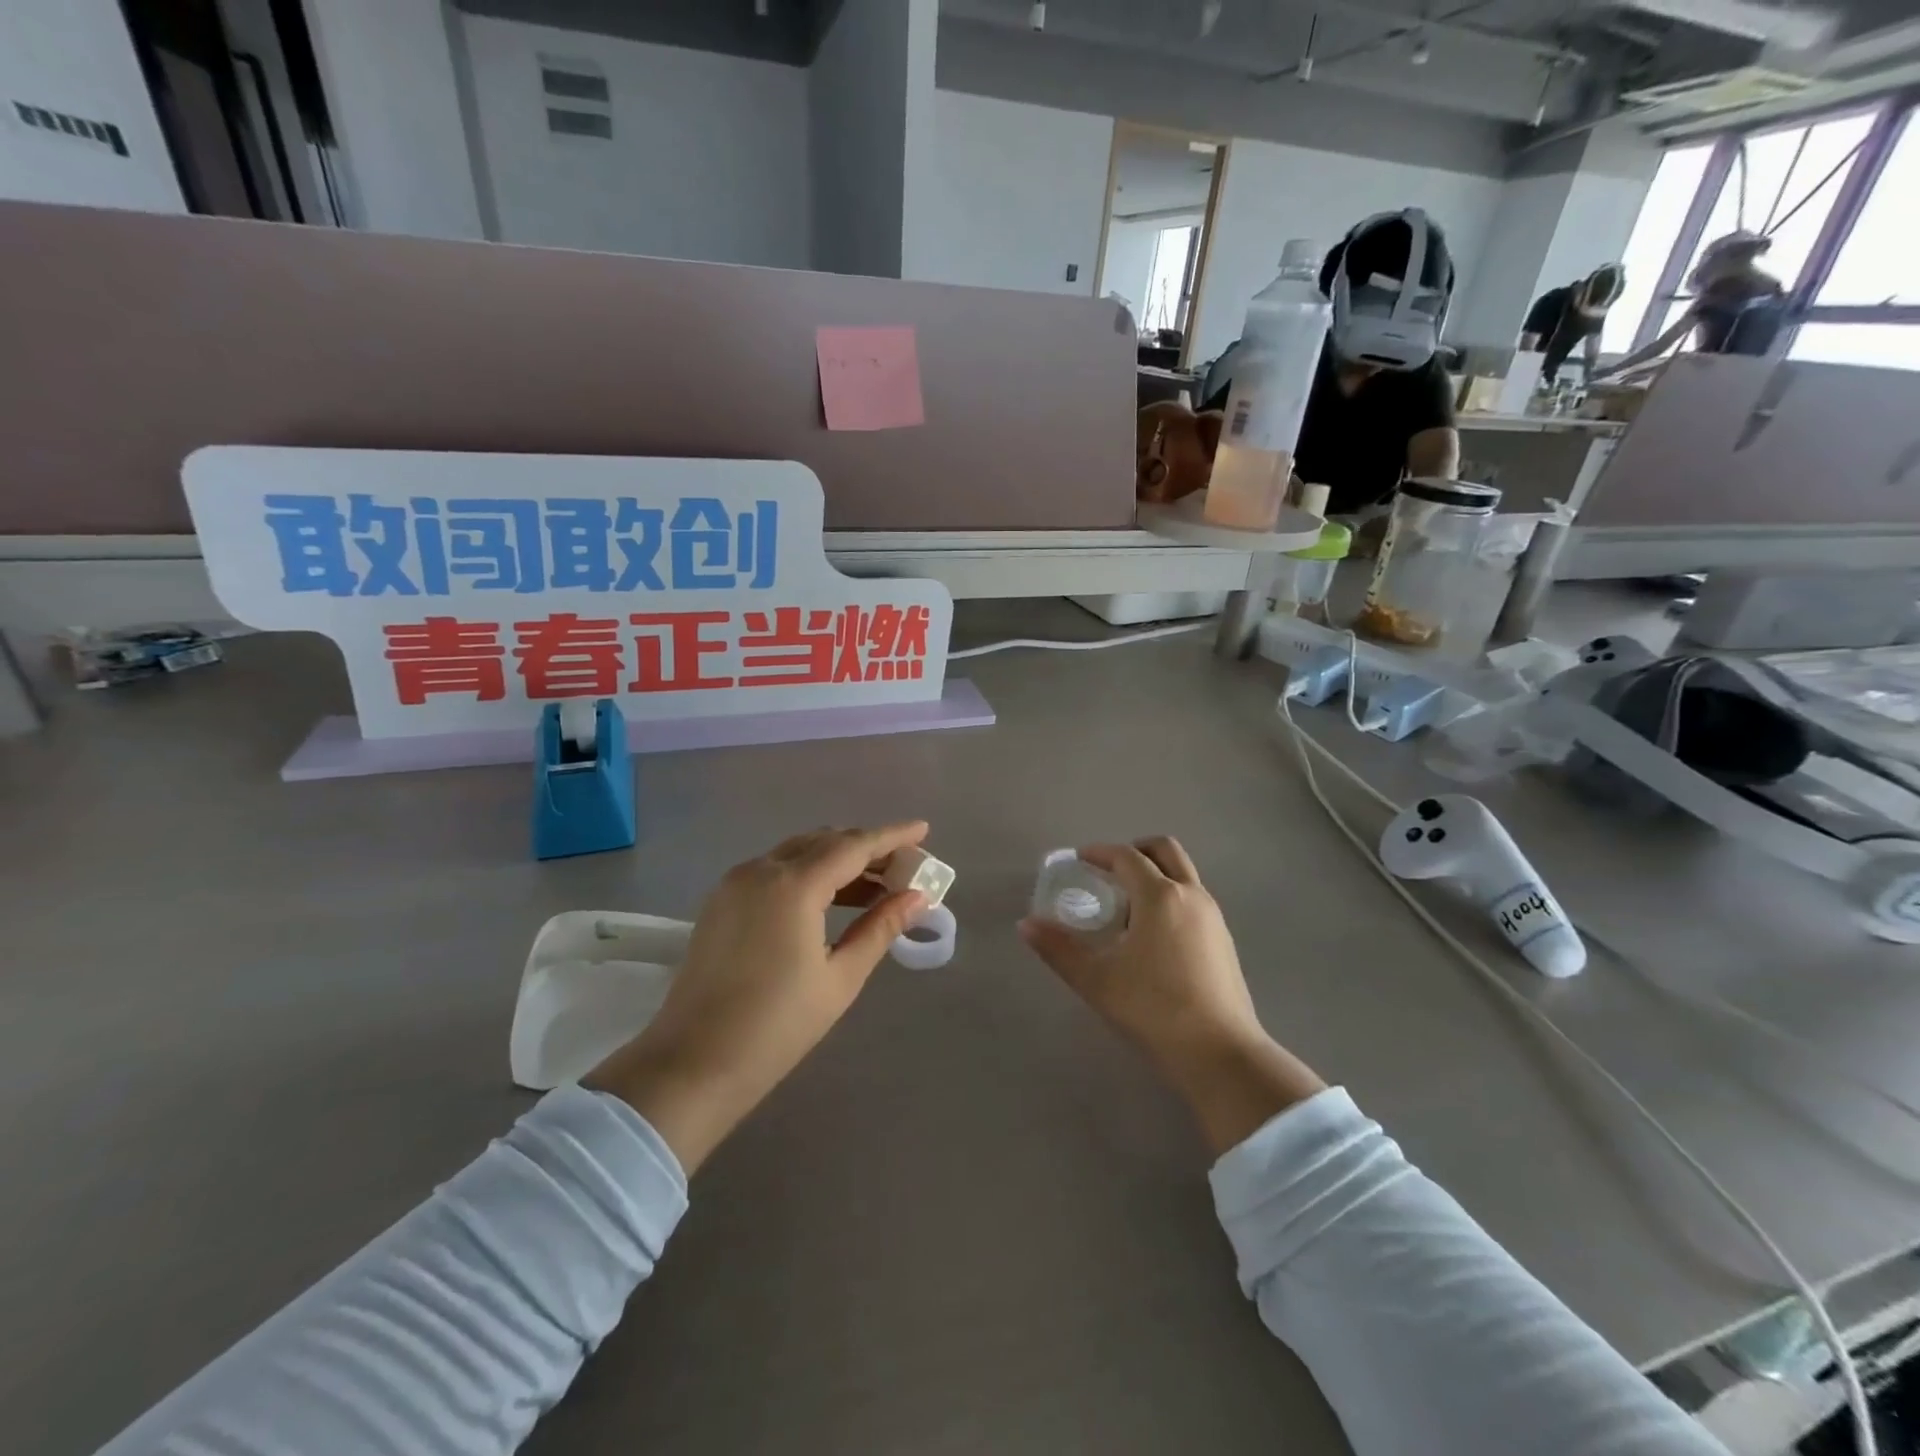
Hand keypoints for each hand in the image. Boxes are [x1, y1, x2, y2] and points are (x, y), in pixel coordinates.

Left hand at [586, 822, 929, 1173]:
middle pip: (824, 841)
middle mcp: (761, 870)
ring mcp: (735, 883)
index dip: (892, 836)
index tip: (922, 829)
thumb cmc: (777, 1026)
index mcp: (793, 885)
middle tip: (903, 866)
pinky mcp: (721, 901)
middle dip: (866, 848)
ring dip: (837, 860)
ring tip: (875, 887)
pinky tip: (830, 899)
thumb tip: (917, 898)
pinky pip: (774, 869)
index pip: (854, 845)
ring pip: (797, 852)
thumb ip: (880, 928)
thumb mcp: (840, 978)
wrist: (692, 1064)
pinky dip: (808, 873)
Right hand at [1019, 837, 1324, 1155]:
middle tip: (1109, 870)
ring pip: (1183, 874)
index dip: (1100, 852)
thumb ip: (1058, 949)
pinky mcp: (1224, 940)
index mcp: (1160, 896)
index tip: (1079, 860)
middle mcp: (1191, 895)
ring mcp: (1213, 917)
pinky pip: (1193, 899)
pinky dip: (1171, 897)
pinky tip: (1153, 935)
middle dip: (1135, 850)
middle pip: (1165, 849)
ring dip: (1155, 874)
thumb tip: (1025, 925)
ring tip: (1127, 906)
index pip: (1126, 856)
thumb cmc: (1153, 1009)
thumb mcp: (1096, 980)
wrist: (1220, 1053)